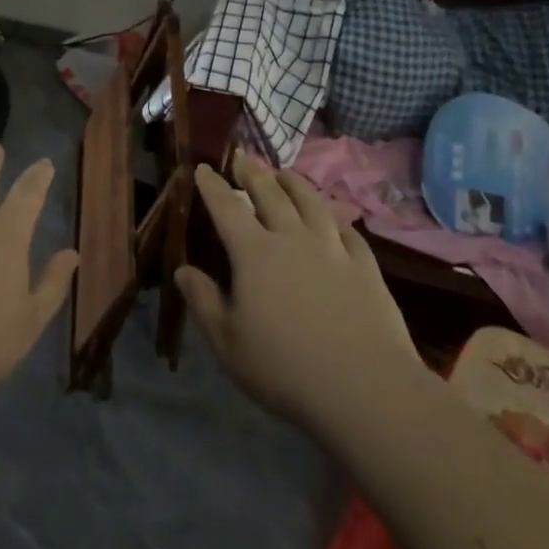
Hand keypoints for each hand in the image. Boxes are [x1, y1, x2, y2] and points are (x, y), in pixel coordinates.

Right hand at [175, 155, 422, 437]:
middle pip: (270, 194)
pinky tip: (333, 217)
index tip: (203, 167)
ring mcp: (333, 249)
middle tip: (242, 158)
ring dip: (293, 183)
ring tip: (284, 173)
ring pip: (310, 203)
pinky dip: (335, 217)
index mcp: (254, 253)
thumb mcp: (228, 343)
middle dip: (252, 173)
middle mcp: (292, 238)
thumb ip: (203, 301)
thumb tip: (182, 269)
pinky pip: (347, 230)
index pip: (227, 207)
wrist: (366, 390)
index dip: (212, 185)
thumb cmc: (285, 369)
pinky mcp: (366, 266)